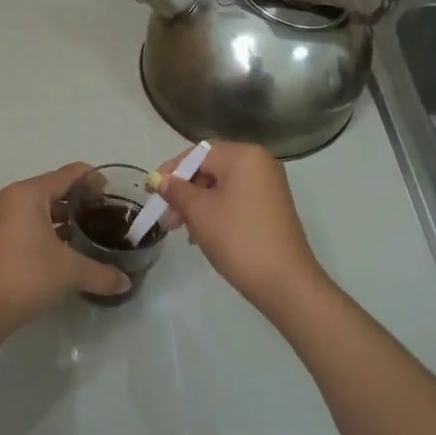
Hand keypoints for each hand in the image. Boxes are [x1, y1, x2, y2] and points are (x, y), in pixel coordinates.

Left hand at [0, 163, 131, 339]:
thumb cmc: (24, 277)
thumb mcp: (69, 272)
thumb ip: (102, 273)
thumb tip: (126, 282)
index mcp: (26, 194)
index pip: (69, 174)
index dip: (95, 181)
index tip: (115, 197)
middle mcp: (8, 198)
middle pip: (53, 189)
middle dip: (79, 202)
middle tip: (105, 218)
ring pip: (37, 208)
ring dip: (62, 218)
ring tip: (88, 234)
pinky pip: (24, 223)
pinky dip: (45, 229)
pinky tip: (63, 250)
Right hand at [153, 142, 328, 310]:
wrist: (284, 281)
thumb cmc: (237, 238)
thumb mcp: (199, 212)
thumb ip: (176, 191)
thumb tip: (161, 180)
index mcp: (244, 156)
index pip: (198, 154)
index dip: (171, 171)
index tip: (151, 192)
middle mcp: (260, 163)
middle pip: (210, 168)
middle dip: (184, 191)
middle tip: (166, 217)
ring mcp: (269, 185)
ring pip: (221, 186)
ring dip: (197, 204)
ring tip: (182, 230)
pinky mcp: (272, 207)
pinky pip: (236, 199)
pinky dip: (216, 211)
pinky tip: (202, 234)